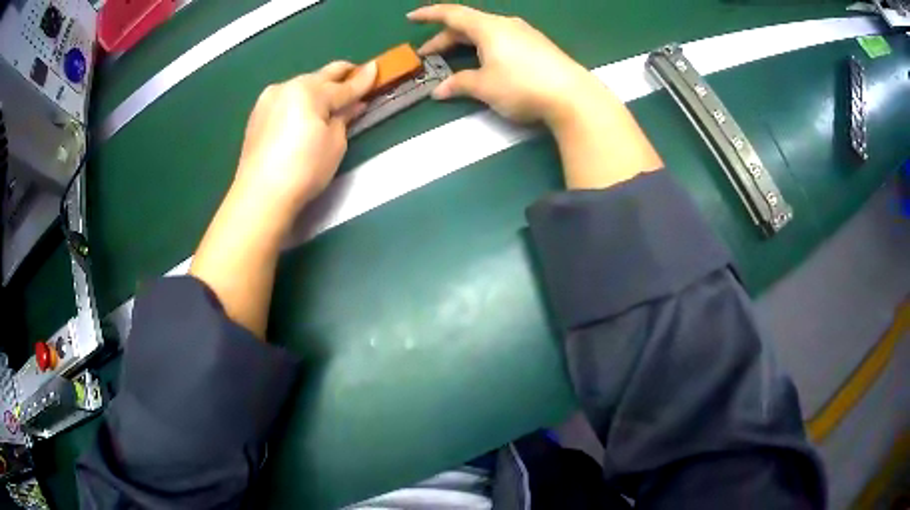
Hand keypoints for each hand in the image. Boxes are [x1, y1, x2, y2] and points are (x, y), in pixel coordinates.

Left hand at [232, 60, 377, 220]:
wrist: (261, 194)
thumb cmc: (304, 169)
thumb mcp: (334, 143)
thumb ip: (344, 117)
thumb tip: (353, 104)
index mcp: (310, 91)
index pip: (344, 86)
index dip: (363, 79)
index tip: (376, 67)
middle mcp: (288, 86)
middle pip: (321, 76)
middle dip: (341, 75)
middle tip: (356, 75)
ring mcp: (270, 98)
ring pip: (302, 86)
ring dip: (318, 89)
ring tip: (330, 101)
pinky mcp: (258, 113)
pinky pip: (286, 99)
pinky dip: (300, 101)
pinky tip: (305, 114)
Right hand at [408, 4, 603, 126]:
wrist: (573, 96)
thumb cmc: (522, 86)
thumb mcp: (485, 86)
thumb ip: (459, 84)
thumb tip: (438, 91)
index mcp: (488, 27)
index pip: (452, 14)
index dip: (429, 14)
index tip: (411, 17)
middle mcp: (506, 25)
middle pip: (468, 25)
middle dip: (445, 38)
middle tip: (428, 54)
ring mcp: (525, 34)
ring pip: (486, 33)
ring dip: (466, 44)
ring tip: (454, 59)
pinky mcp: (538, 47)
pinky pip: (502, 40)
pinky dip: (485, 48)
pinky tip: (485, 62)